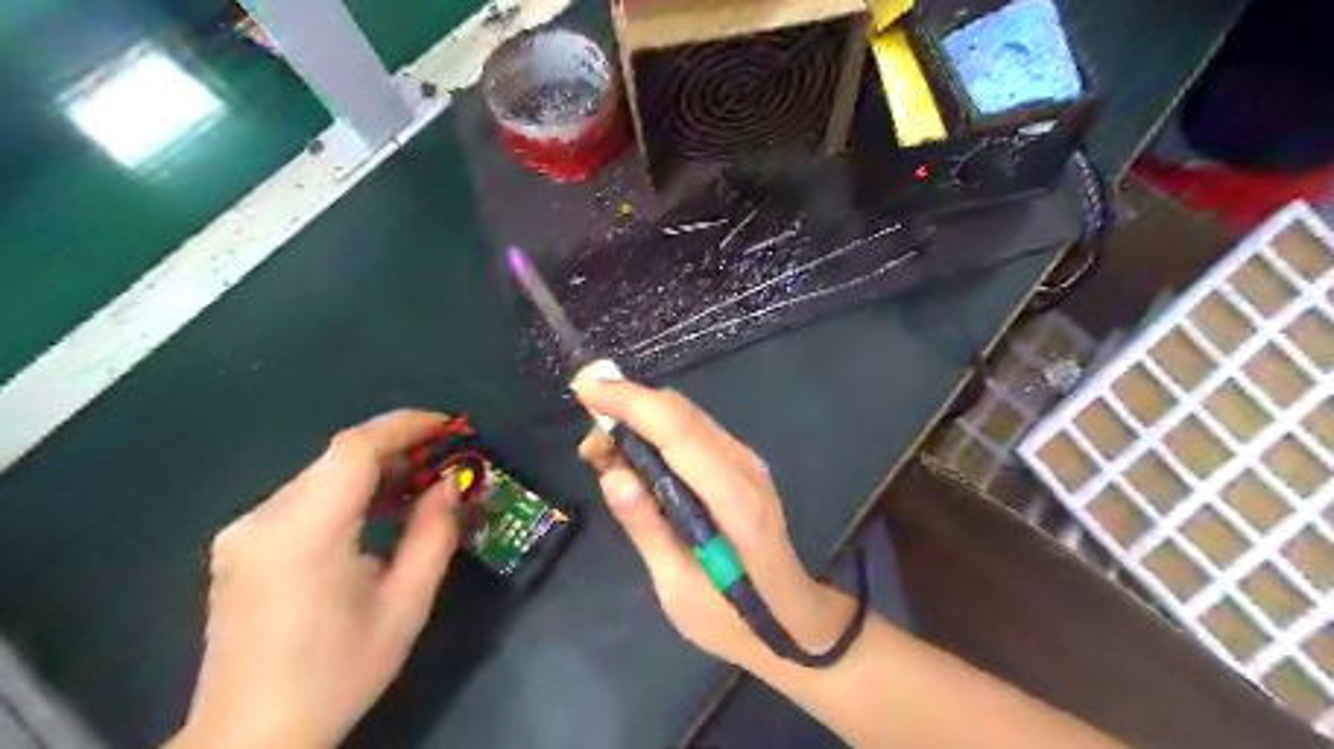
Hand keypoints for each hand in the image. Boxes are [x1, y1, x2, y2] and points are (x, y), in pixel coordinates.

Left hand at [171, 411, 464, 748]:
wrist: (249, 738)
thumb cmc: (338, 674)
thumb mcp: (405, 606)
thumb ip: (434, 535)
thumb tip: (449, 484)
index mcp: (303, 536)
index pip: (353, 450)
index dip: (404, 426)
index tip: (448, 425)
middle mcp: (262, 521)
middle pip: (337, 458)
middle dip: (396, 448)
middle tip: (444, 459)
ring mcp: (243, 532)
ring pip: (320, 474)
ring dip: (373, 470)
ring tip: (419, 484)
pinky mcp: (239, 546)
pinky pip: (302, 497)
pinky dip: (346, 492)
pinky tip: (376, 512)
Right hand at [577, 380, 853, 667]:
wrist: (795, 620)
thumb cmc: (733, 618)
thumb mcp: (679, 588)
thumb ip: (647, 529)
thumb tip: (612, 475)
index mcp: (733, 500)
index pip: (677, 430)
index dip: (630, 402)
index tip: (584, 390)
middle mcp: (744, 467)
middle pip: (681, 413)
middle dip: (627, 409)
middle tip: (589, 449)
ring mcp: (747, 462)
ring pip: (687, 416)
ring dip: (641, 419)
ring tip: (605, 457)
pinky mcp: (743, 464)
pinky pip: (694, 430)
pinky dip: (658, 431)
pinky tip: (638, 460)